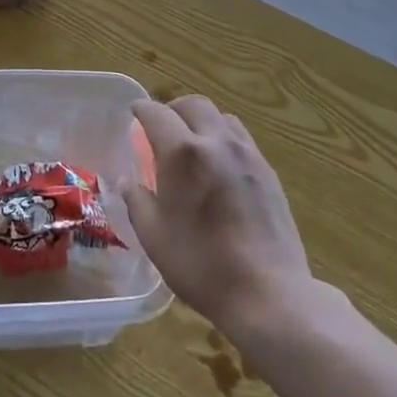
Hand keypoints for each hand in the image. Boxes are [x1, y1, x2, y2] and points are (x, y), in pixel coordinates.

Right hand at [122, 96, 314, 336]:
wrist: (268, 292)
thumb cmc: (201, 265)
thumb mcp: (154, 236)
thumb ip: (137, 201)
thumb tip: (129, 182)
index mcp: (183, 153)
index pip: (157, 113)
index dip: (142, 109)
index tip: (134, 112)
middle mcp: (217, 142)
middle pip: (194, 104)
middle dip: (173, 109)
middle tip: (162, 127)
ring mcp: (248, 155)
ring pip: (222, 118)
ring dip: (202, 121)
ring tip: (193, 144)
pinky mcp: (268, 172)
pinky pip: (242, 139)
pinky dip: (224, 139)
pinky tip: (219, 166)